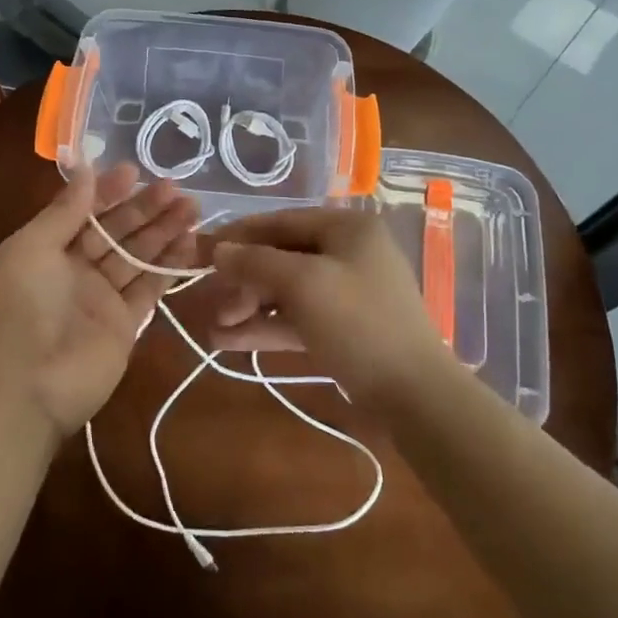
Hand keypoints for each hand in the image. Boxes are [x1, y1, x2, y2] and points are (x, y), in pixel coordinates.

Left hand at [0, 163, 198, 442]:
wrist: (24, 388)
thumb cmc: (20, 308)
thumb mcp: (30, 249)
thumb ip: (63, 211)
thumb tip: (85, 169)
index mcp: (46, 249)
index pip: (83, 211)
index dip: (108, 191)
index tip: (135, 170)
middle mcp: (75, 270)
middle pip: (116, 231)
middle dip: (144, 209)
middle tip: (176, 187)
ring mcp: (102, 298)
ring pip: (137, 256)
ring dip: (163, 232)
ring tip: (193, 207)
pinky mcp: (126, 325)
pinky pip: (150, 288)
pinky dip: (169, 266)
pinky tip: (190, 242)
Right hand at [206, 208, 450, 410]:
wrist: (415, 396)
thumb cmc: (358, 323)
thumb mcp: (302, 284)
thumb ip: (255, 262)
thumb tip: (218, 249)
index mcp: (346, 228)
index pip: (280, 221)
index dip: (239, 236)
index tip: (202, 251)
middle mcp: (348, 252)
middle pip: (281, 257)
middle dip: (244, 281)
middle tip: (213, 304)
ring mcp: (347, 293)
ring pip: (287, 291)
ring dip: (250, 307)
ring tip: (214, 329)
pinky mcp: (343, 328)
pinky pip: (297, 318)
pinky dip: (267, 327)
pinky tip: (230, 341)